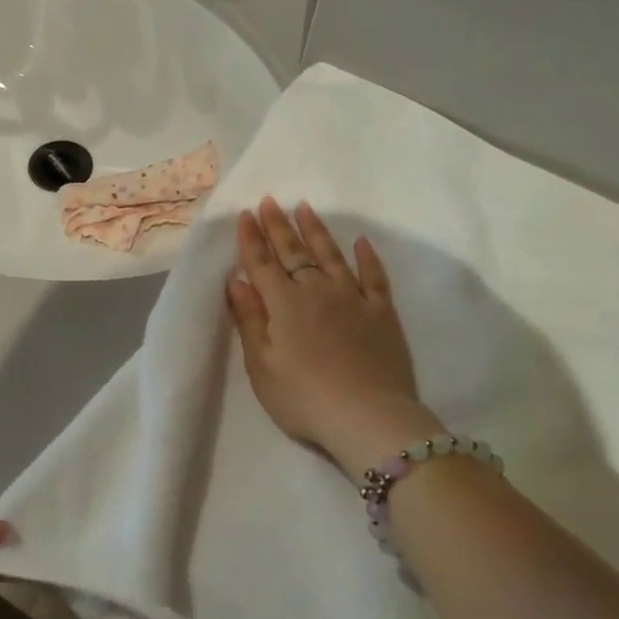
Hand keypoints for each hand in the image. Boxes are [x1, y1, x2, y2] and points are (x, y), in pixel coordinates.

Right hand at [227, 197, 443, 476]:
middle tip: (269, 201)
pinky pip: (374, 276)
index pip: (261, 264)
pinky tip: (361, 242)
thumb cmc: (304, 397)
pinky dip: (367, 257)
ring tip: (305, 208)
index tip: (245, 214)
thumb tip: (236, 282)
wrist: (368, 417)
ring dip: (315, 231)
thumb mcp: (262, 366)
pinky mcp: (382, 313)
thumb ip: (250, 320)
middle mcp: (316, 291)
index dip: (251, 239)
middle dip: (278, 226)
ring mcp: (352, 298)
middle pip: (293, 252)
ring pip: (331, 255)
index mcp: (283, 304)